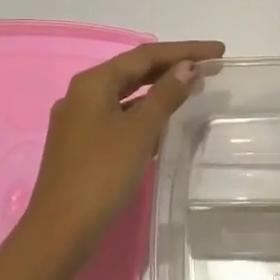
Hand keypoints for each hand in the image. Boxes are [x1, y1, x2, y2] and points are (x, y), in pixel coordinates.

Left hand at [24, 40, 224, 258]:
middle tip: (211, 66)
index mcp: (93, 83)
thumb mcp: (140, 131)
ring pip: (127, 95)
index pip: (146, 55)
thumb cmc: (102, 173)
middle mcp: (83, 94)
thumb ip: (166, 95)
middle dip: (173, 67)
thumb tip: (188, 67)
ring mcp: (80, 120)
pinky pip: (120, 117)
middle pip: (135, 71)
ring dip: (160, 91)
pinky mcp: (82, 144)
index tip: (219, 51)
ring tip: (194, 89)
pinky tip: (166, 123)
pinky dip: (145, 114)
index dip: (185, 50)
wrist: (61, 229)